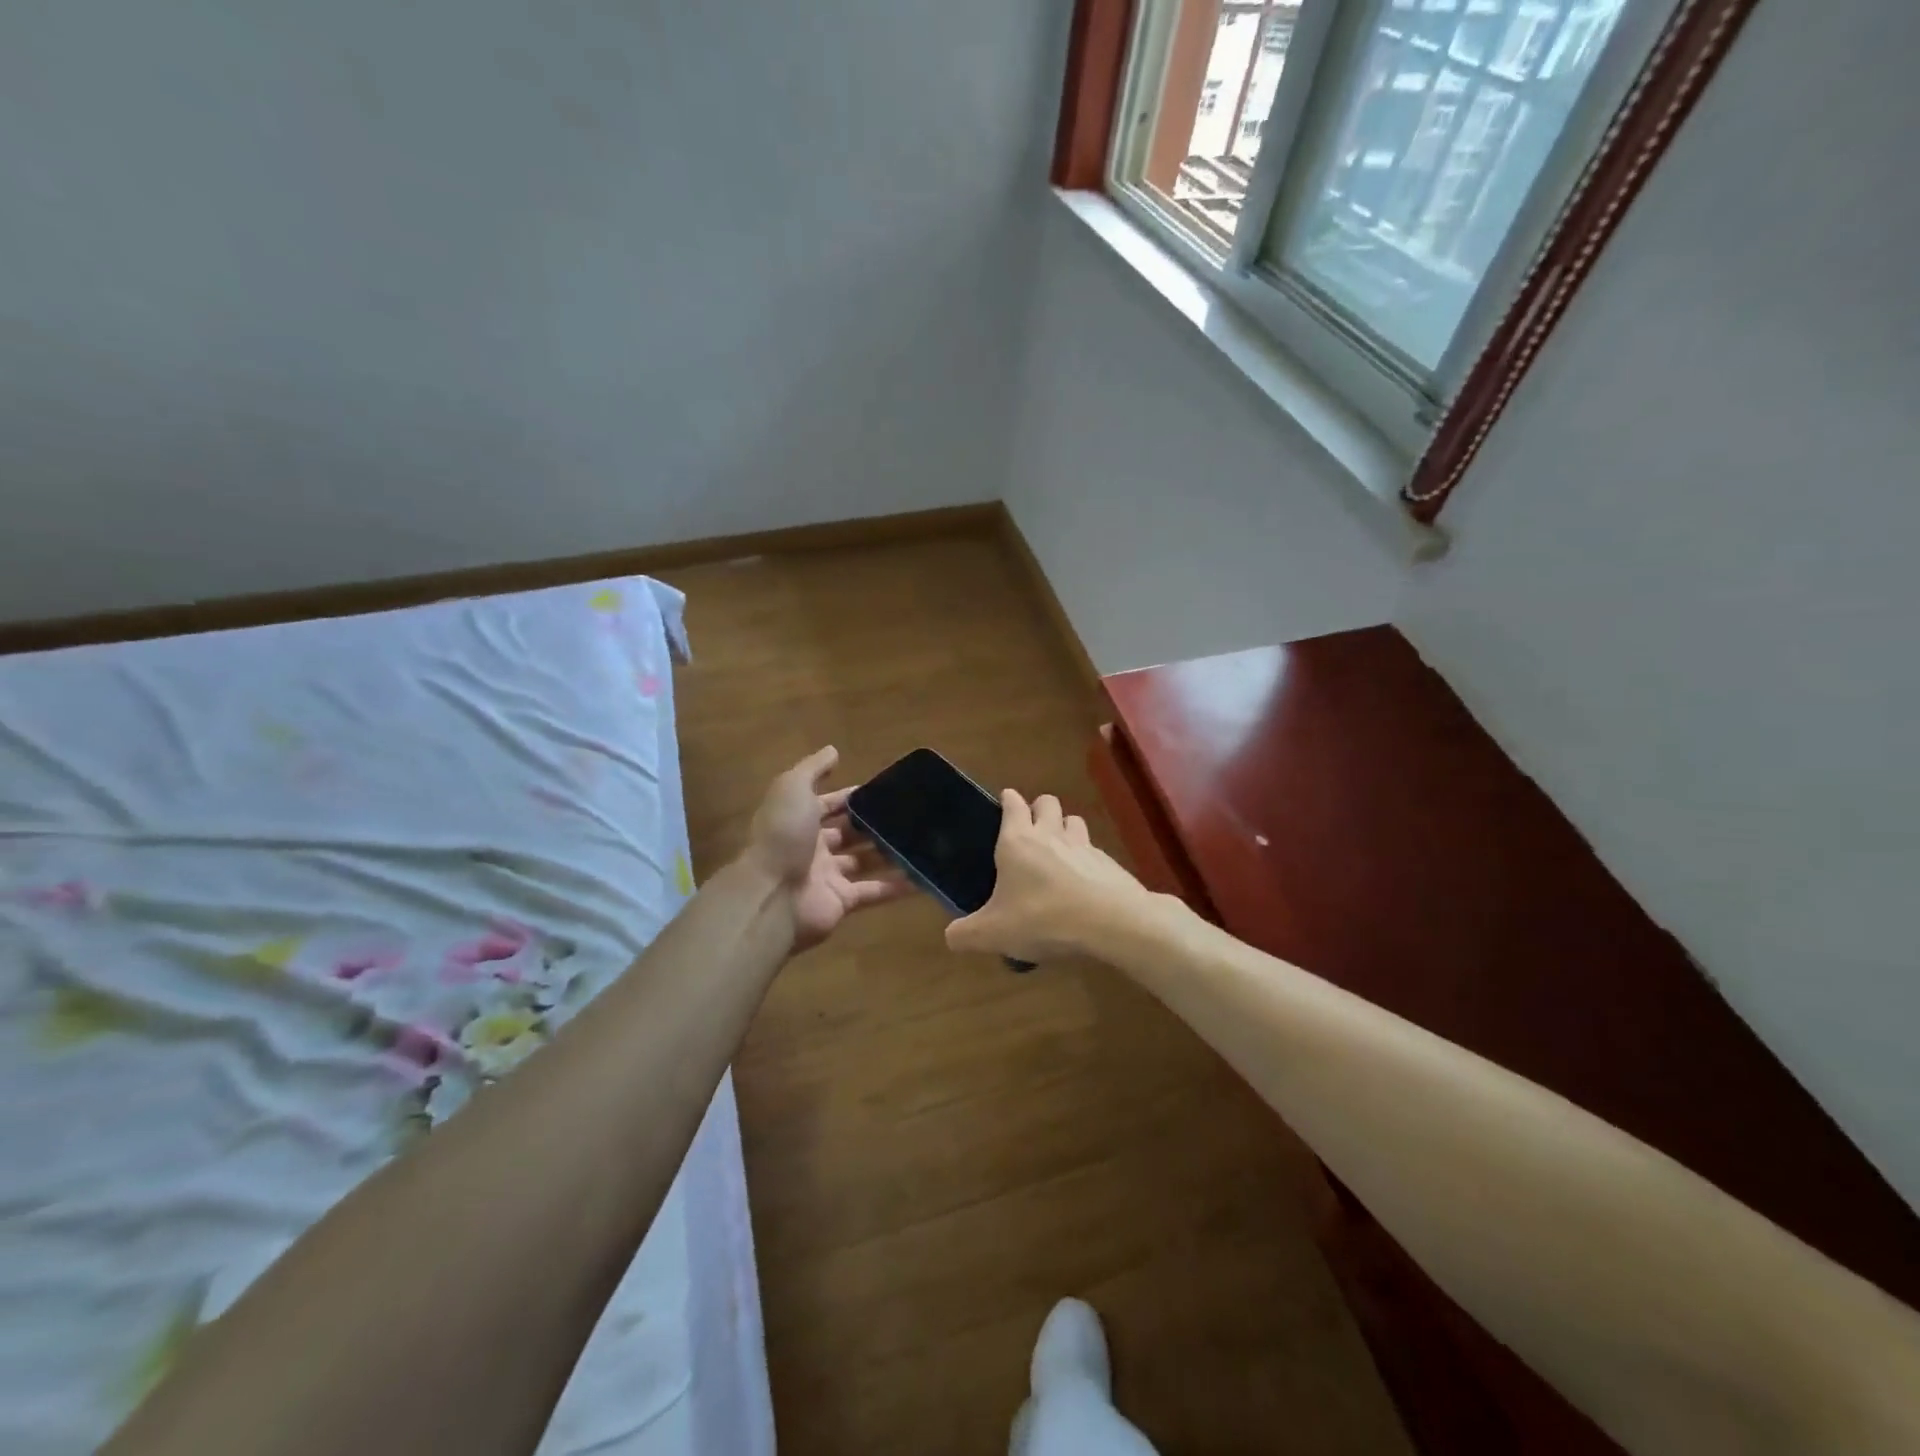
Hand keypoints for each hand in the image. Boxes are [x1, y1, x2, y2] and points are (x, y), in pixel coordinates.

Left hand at [745, 746, 908, 952]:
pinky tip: (922, 877)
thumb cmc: (783, 835)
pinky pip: (874, 891)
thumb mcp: (793, 788)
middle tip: (909, 815)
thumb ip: (813, 769)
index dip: (850, 798)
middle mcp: (813, 848)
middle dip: (873, 825)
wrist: (771, 895)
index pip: (828, 805)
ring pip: (864, 862)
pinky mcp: (842, 902)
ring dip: (889, 853)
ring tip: (922, 841)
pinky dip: (896, 887)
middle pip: (848, 834)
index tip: (884, 790)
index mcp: (799, 820)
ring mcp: (827, 877)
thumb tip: (833, 750)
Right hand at [945, 790, 1158, 962]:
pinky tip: (1083, 882)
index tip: (1004, 801)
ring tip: (1058, 851)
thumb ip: (966, 934)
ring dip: (1065, 828)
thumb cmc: (1043, 918)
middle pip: (1046, 802)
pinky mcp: (1108, 863)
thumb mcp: (994, 934)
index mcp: (1017, 842)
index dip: (1008, 799)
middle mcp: (1050, 834)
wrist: (1111, 922)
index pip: (1012, 804)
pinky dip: (1086, 859)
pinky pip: (1093, 850)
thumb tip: (951, 936)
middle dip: (1038, 808)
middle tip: (1030, 831)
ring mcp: (1083, 845)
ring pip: (1073, 820)